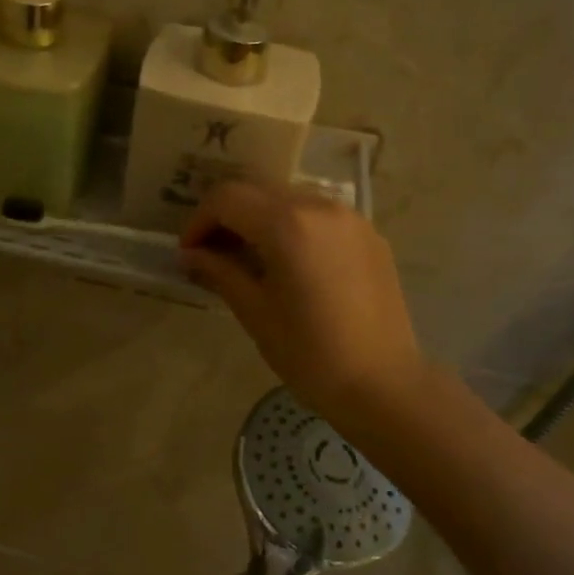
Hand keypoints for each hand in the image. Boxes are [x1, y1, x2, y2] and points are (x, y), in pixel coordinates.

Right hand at [180, 181, 425, 427]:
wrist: (384, 385)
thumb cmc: (310, 354)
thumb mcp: (256, 313)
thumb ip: (220, 272)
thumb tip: (190, 255)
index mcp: (288, 224)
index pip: (227, 199)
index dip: (199, 221)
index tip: (189, 253)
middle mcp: (320, 206)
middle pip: (258, 190)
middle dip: (228, 215)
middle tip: (213, 253)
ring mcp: (351, 218)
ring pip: (290, 198)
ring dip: (261, 217)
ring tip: (250, 257)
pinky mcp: (370, 235)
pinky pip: (320, 214)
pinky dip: (294, 225)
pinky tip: (290, 263)